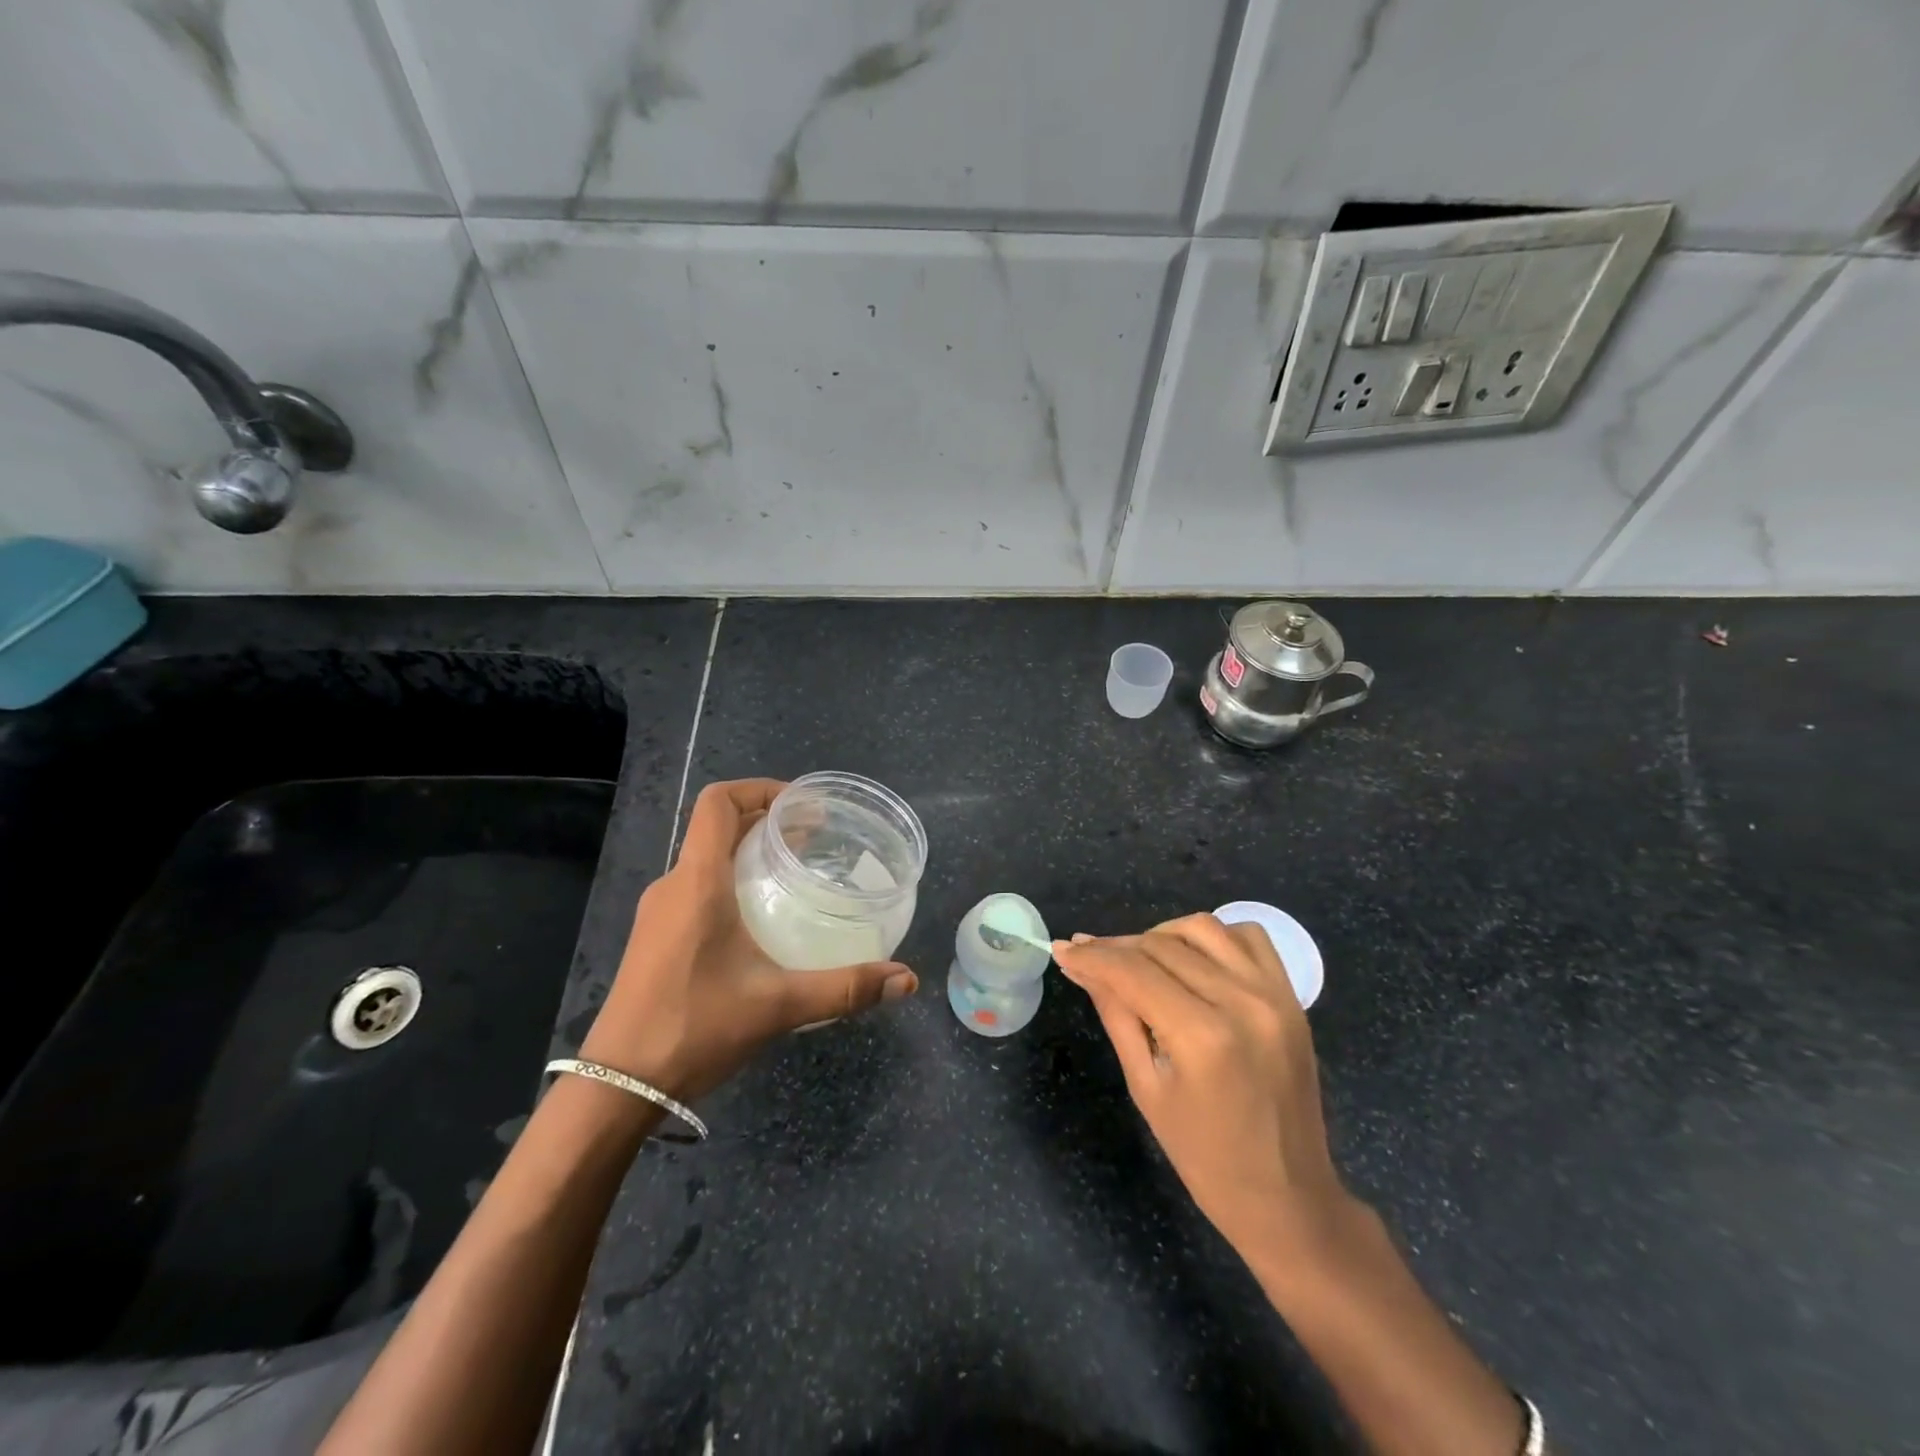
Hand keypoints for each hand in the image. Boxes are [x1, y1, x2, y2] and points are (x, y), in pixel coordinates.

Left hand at [579, 778, 917, 1103]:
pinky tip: (760, 918)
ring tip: (795, 872)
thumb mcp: (779, 1005)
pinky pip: (695, 887)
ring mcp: (658, 913)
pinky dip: (730, 881)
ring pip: (705, 859)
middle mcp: (673, 886)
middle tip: (816, 839)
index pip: (718, 802)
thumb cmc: (695, 1028)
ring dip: (747, 853)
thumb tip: (906, 979)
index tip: (803, 807)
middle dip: (766, 821)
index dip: (760, 789)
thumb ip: (845, 988)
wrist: (617, 1086)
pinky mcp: (654, 938)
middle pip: (716, 827)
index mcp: (698, 882)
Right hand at [1054, 914, 1354, 1269]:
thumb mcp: (1146, 1087)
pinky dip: (1215, 938)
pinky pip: (1249, 938)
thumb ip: (1116, 1014)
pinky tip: (1193, 960)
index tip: (1062, 950)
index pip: (1133, 972)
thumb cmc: (1205, 1158)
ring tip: (1140, 960)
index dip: (1093, 956)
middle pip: (1163, 946)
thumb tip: (1080, 965)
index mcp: (1203, 1036)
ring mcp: (1273, 995)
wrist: (1288, 1198)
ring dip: (1162, 936)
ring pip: (1203, 929)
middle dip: (1118, 947)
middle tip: (1089, 958)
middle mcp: (1241, 1001)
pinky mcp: (1291, 997)